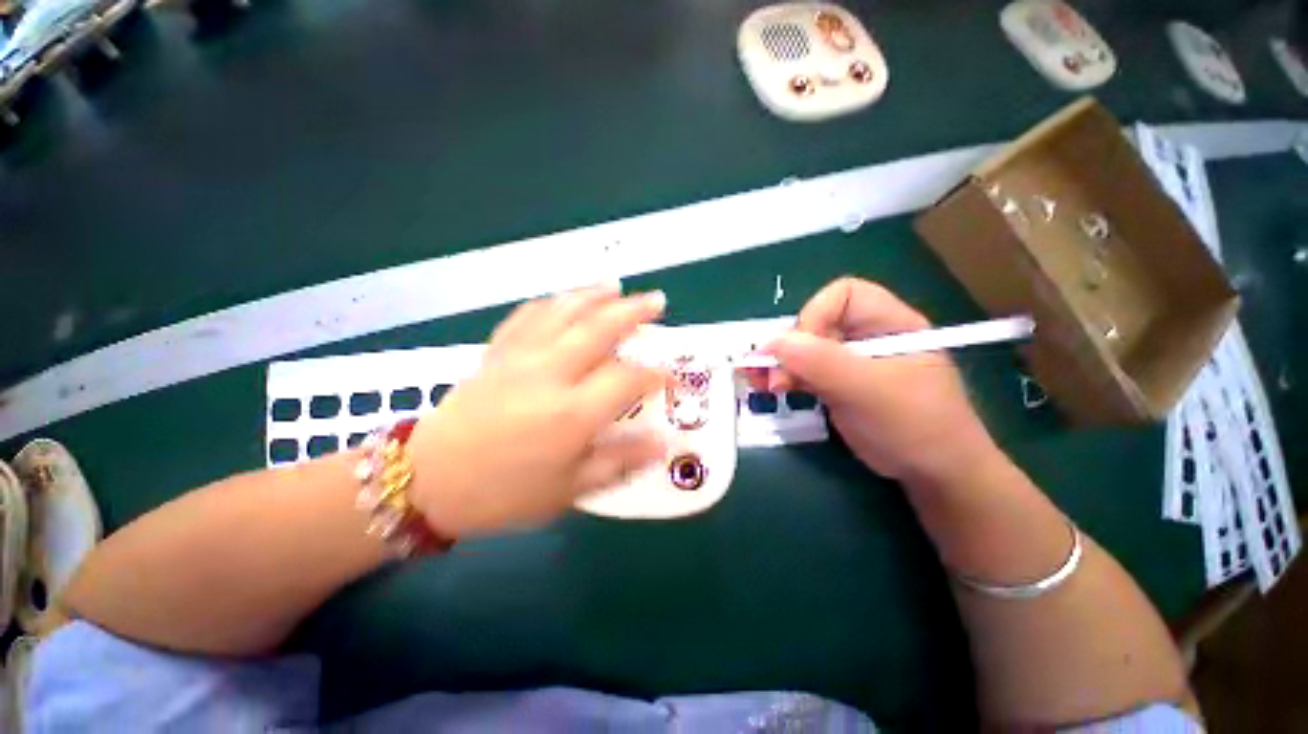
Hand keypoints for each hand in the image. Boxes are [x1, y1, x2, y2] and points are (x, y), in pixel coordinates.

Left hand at [407, 284, 667, 537]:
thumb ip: (618, 462)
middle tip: (657, 300)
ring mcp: (520, 357)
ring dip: (594, 294)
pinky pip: (528, 316)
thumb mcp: (568, 490)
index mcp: (571, 413)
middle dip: (633, 311)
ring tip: (616, 285)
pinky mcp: (497, 352)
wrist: (427, 481)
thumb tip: (661, 445)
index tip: (669, 376)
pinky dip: (551, 302)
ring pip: (564, 311)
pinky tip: (563, 298)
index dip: (655, 374)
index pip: (627, 379)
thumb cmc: (504, 493)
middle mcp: (549, 374)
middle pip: (599, 328)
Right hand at [765, 278, 997, 486]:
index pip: (844, 295)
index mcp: (889, 323)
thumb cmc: (914, 426)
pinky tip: (768, 388)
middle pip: (816, 323)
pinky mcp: (836, 384)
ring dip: (778, 363)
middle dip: (789, 347)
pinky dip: (783, 378)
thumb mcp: (870, 390)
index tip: (802, 350)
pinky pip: (803, 371)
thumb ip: (822, 363)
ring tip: (759, 382)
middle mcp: (866, 336)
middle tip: (772, 375)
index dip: (816, 315)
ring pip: (803, 349)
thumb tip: (772, 342)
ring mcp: (849, 362)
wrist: (933, 476)